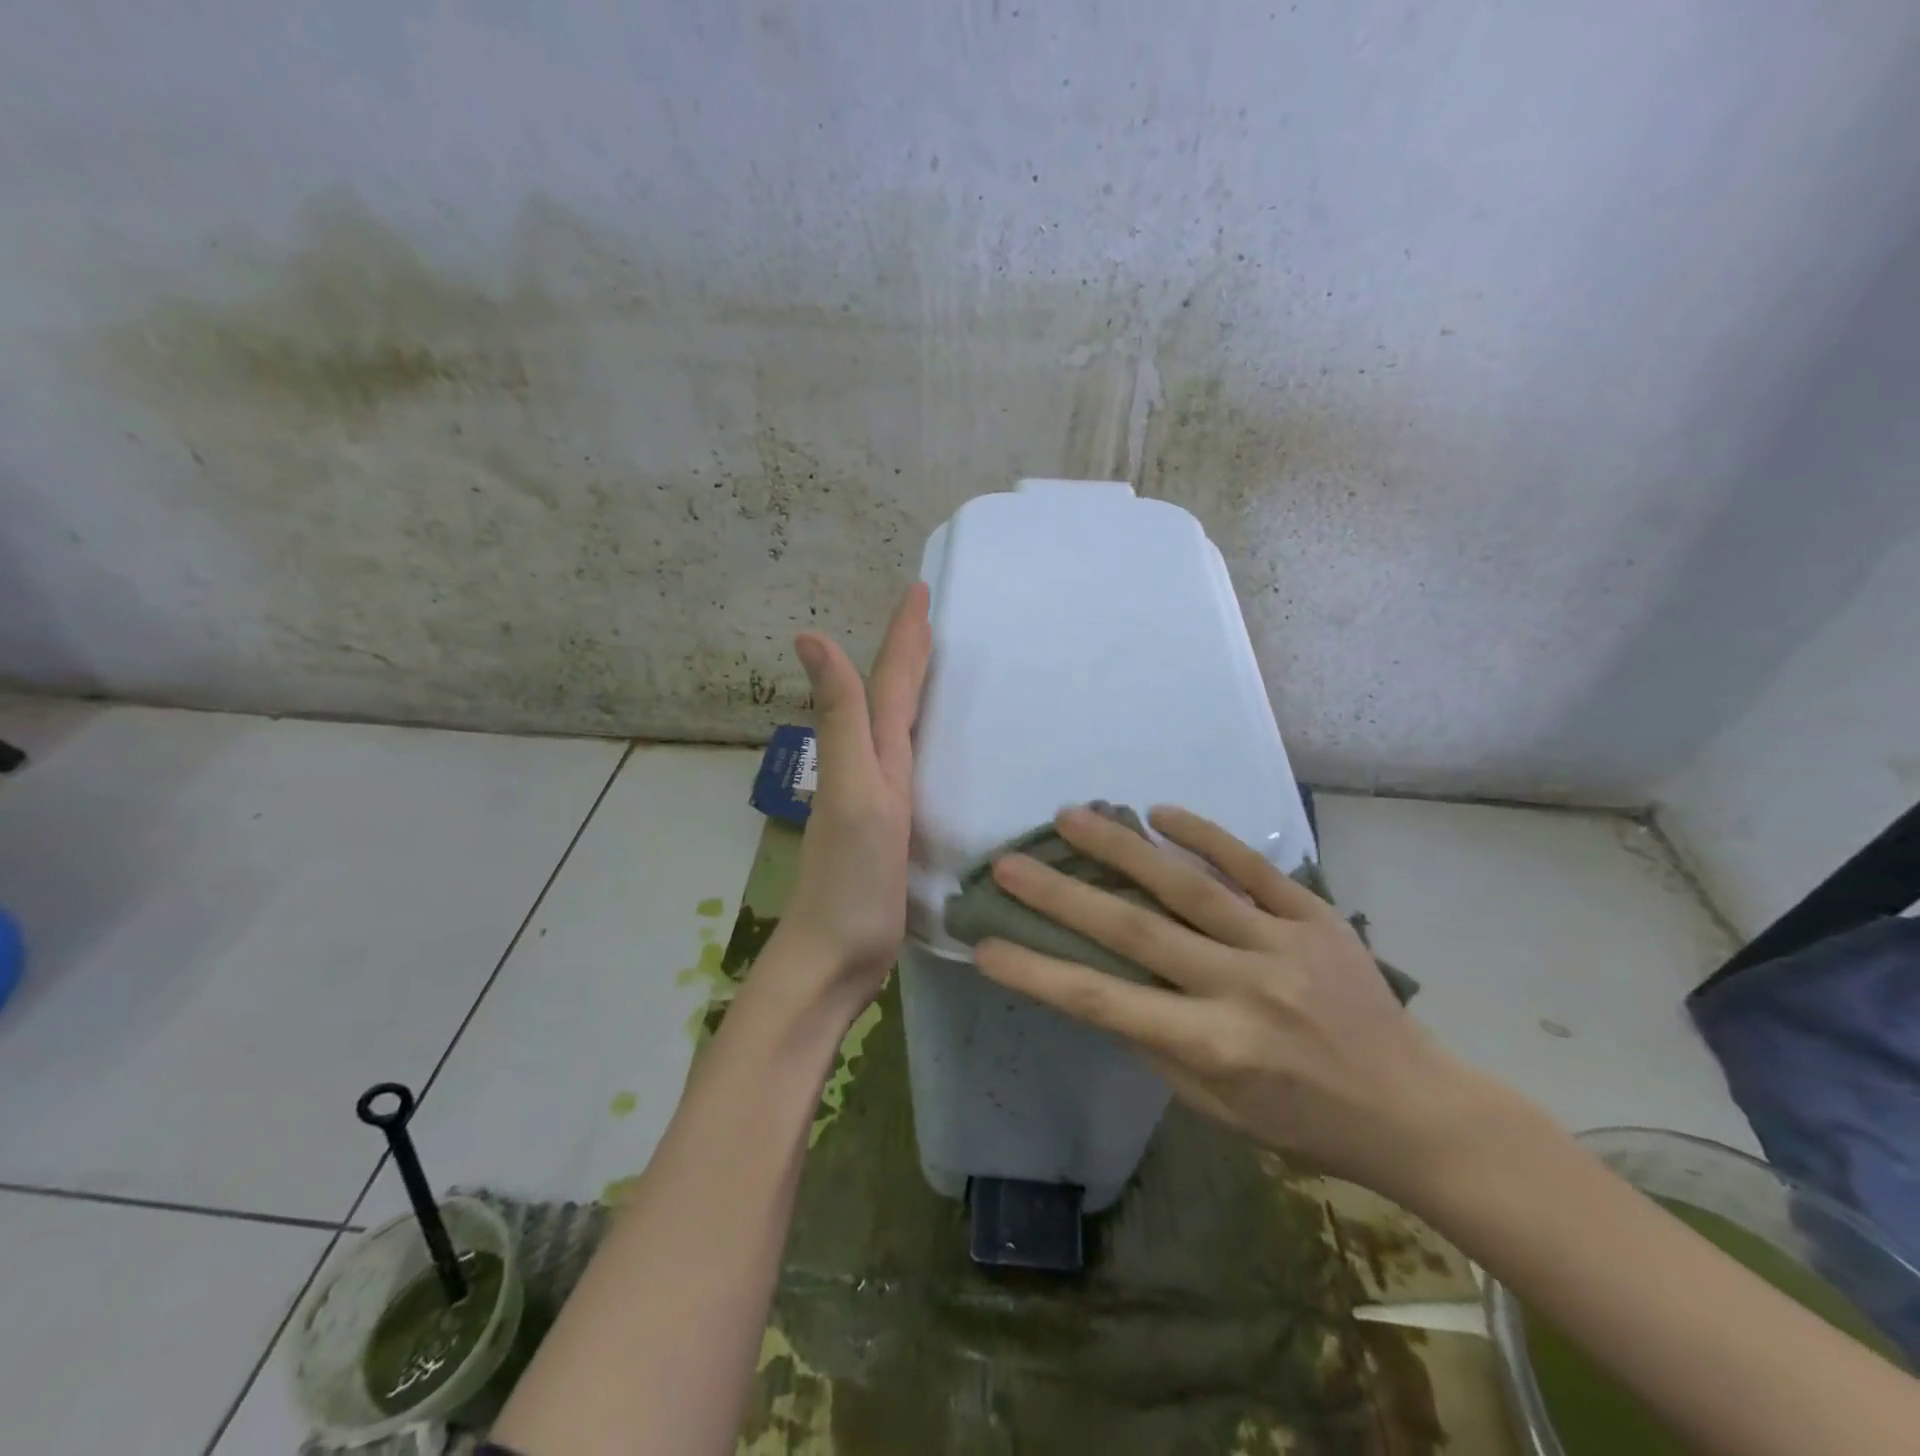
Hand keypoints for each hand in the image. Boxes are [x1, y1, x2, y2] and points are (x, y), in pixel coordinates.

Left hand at [776, 583, 931, 1004]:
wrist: (835, 957)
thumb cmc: (849, 880)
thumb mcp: (854, 792)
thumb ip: (841, 719)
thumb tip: (809, 636)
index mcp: (868, 755)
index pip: (887, 682)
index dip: (903, 636)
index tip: (920, 590)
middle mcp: (870, 768)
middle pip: (889, 697)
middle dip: (907, 652)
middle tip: (931, 616)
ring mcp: (879, 800)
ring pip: (897, 728)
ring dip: (911, 690)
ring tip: (933, 662)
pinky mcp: (892, 829)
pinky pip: (909, 765)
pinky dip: (918, 739)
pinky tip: (928, 743)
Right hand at [973, 804, 1507, 1200]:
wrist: (1411, 1105)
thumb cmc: (1300, 1119)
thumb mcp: (1214, 1108)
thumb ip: (1154, 1044)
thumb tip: (1099, 985)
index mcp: (1211, 1048)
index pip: (1104, 1004)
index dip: (1039, 973)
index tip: (986, 945)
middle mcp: (1241, 989)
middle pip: (1135, 931)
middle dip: (1062, 894)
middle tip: (1010, 860)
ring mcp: (1281, 944)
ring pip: (1187, 887)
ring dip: (1122, 849)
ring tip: (1072, 817)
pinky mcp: (1314, 915)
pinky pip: (1252, 867)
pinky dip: (1205, 836)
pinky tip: (1160, 812)